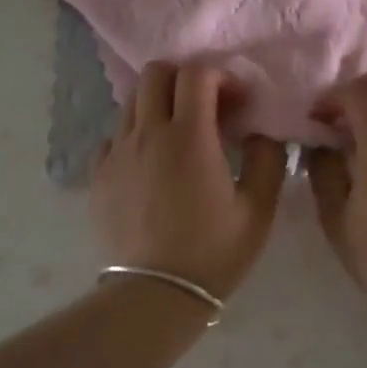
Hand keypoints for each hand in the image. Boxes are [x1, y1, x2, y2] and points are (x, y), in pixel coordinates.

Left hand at [92, 63, 287, 298]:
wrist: (155, 294)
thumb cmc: (213, 252)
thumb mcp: (258, 209)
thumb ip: (267, 158)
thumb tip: (263, 130)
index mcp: (189, 137)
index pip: (197, 74)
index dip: (221, 77)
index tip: (237, 102)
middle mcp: (147, 134)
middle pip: (155, 73)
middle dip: (183, 78)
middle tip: (204, 107)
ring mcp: (117, 153)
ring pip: (132, 102)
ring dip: (158, 105)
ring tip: (178, 136)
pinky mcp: (99, 174)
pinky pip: (114, 136)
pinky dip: (135, 136)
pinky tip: (151, 164)